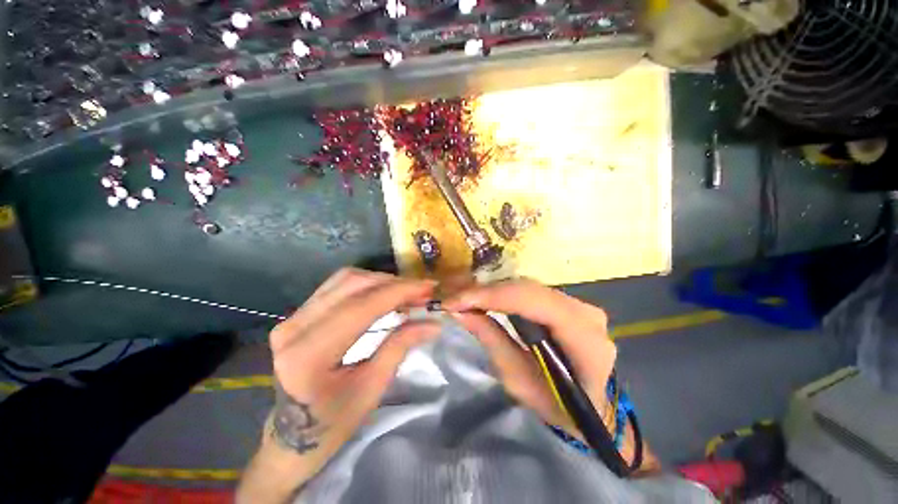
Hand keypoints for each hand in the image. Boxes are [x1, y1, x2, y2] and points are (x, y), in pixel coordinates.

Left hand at [239, 269, 438, 501]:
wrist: (290, 438)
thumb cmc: (332, 424)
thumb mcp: (371, 389)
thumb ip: (399, 347)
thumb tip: (432, 323)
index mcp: (308, 355)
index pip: (361, 307)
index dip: (399, 291)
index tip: (429, 287)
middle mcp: (294, 327)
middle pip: (352, 284)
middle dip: (393, 283)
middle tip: (422, 291)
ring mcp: (292, 318)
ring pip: (345, 279)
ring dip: (381, 280)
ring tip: (407, 292)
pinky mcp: (297, 315)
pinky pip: (337, 286)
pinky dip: (367, 284)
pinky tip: (384, 293)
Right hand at [444, 279, 615, 436]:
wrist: (594, 408)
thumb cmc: (559, 406)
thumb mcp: (519, 381)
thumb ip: (492, 341)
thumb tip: (459, 312)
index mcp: (583, 337)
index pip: (530, 301)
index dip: (489, 296)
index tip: (454, 301)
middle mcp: (585, 311)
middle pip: (527, 288)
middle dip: (487, 292)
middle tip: (455, 299)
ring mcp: (579, 303)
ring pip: (527, 286)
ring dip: (494, 291)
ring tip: (466, 299)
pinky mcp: (569, 302)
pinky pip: (531, 292)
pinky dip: (505, 294)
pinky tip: (487, 299)